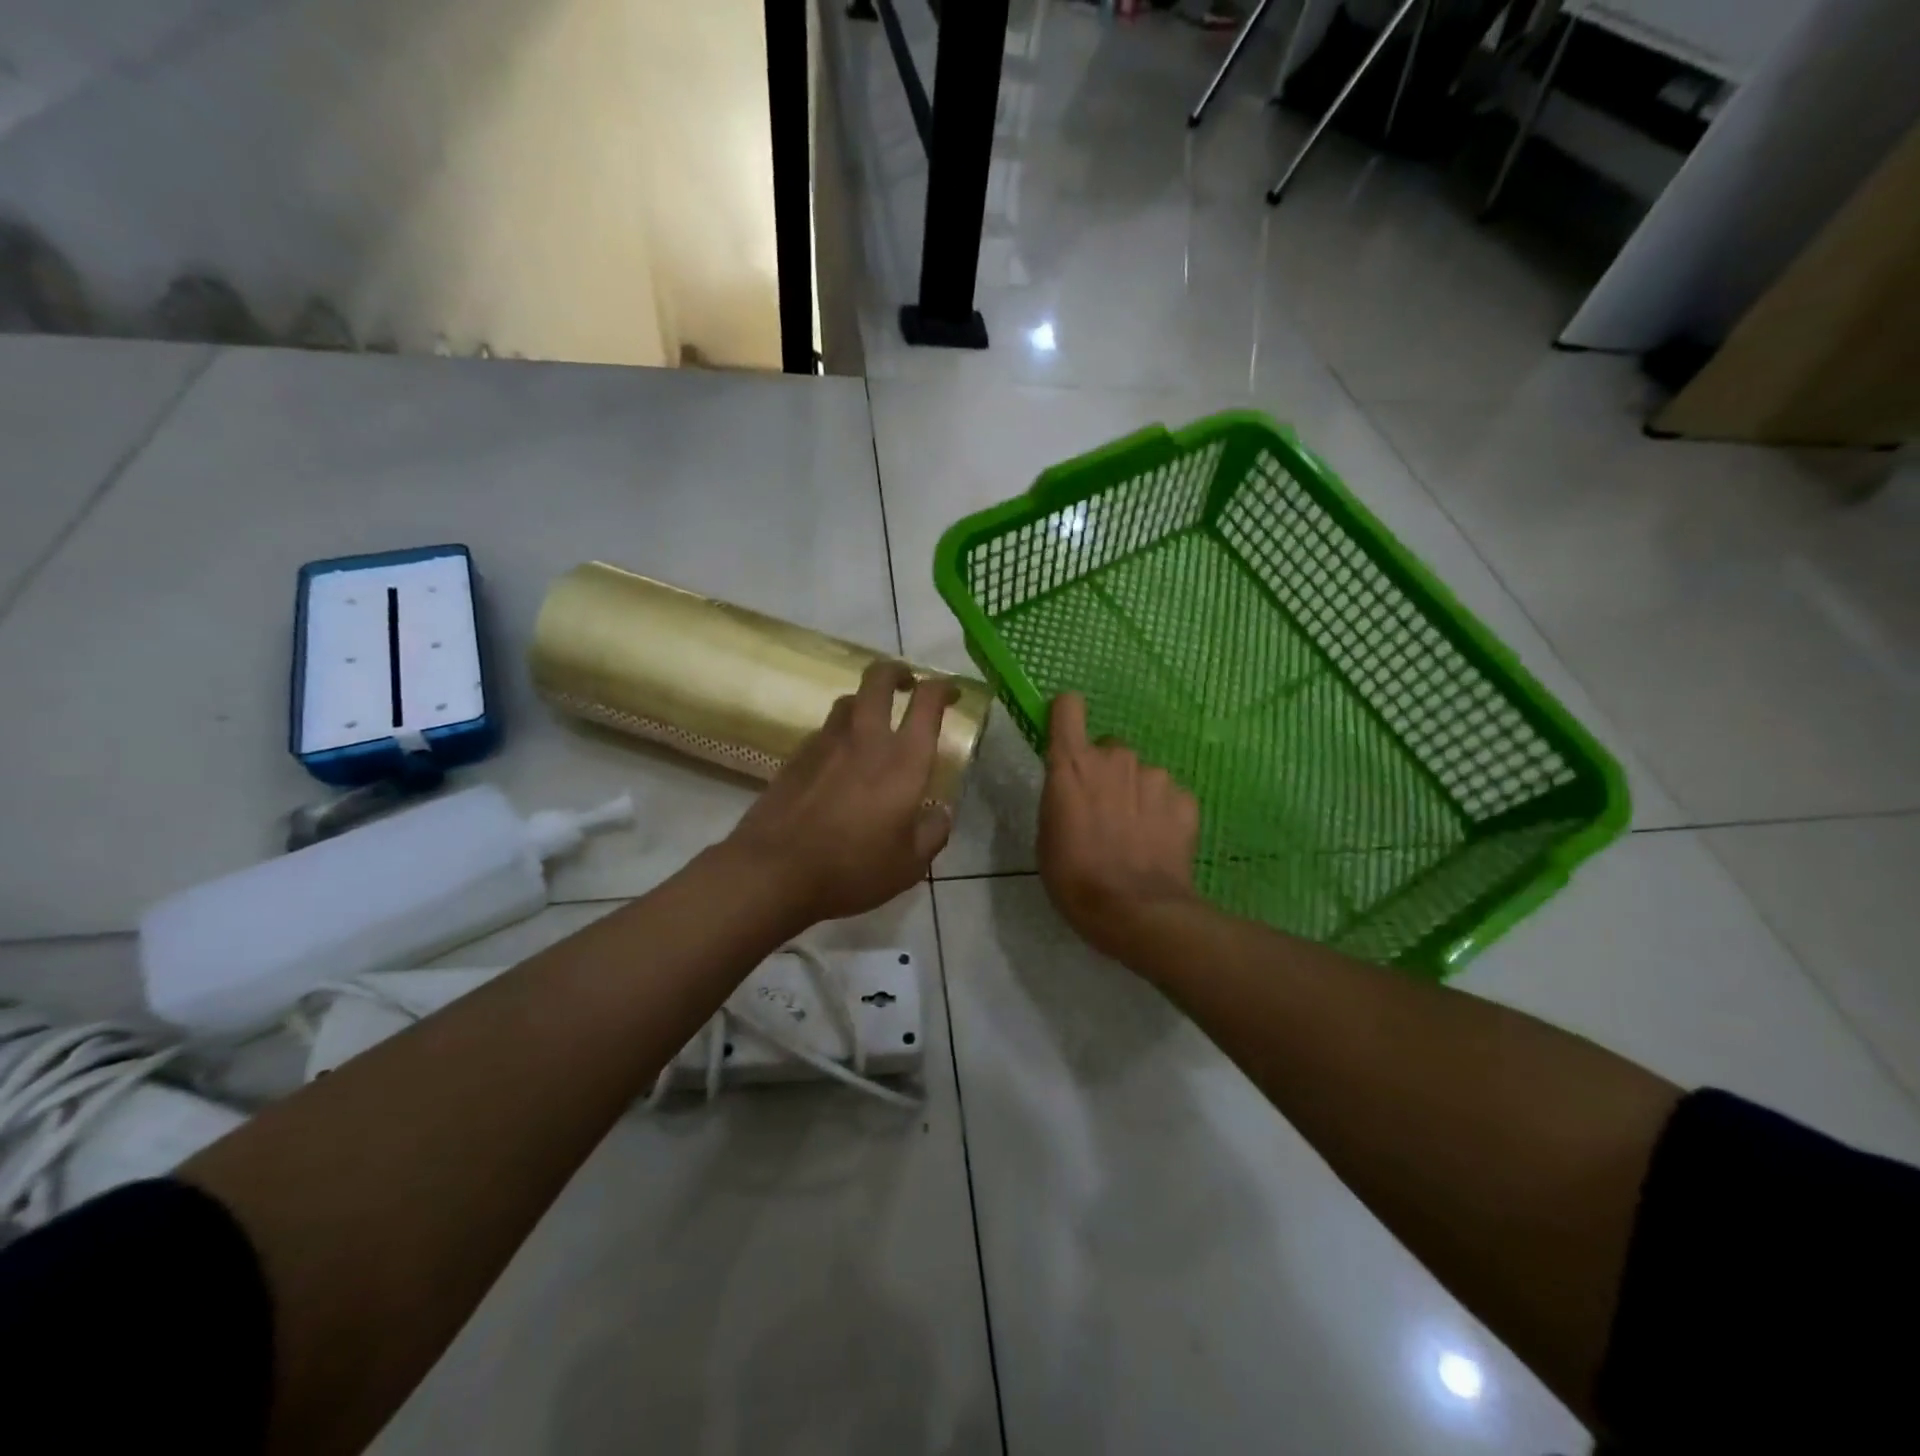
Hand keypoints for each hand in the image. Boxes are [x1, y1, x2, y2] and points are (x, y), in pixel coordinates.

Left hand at [725, 660, 957, 928]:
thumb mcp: (908, 865)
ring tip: (874, 721)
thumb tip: (940, 812)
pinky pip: (825, 731)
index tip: (952, 691)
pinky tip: (840, 760)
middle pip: (879, 679)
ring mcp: (825, 743)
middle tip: (908, 683)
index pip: (927, 701)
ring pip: (848, 701)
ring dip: (866, 701)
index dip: (943, 687)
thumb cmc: (851, 869)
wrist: (773, 871)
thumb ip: (932, 833)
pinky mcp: (795, 756)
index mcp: (903, 760)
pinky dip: (840, 733)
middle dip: (897, 671)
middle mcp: (865, 738)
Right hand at [1038, 692, 1201, 960]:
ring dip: (1136, 794)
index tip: (1067, 736)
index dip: (1067, 717)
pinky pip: (1169, 797)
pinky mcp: (1186, 799)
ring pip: (1142, 774)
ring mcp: (1155, 776)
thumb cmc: (1074, 877)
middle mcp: (1116, 758)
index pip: (1069, 707)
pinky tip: (1158, 844)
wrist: (1135, 911)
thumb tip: (1075, 789)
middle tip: (1103, 812)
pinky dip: (1164, 814)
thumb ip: (1062, 796)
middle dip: (1106, 772)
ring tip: (1134, 836)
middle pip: (1109, 749)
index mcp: (1073, 764)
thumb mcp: (1048, 834)